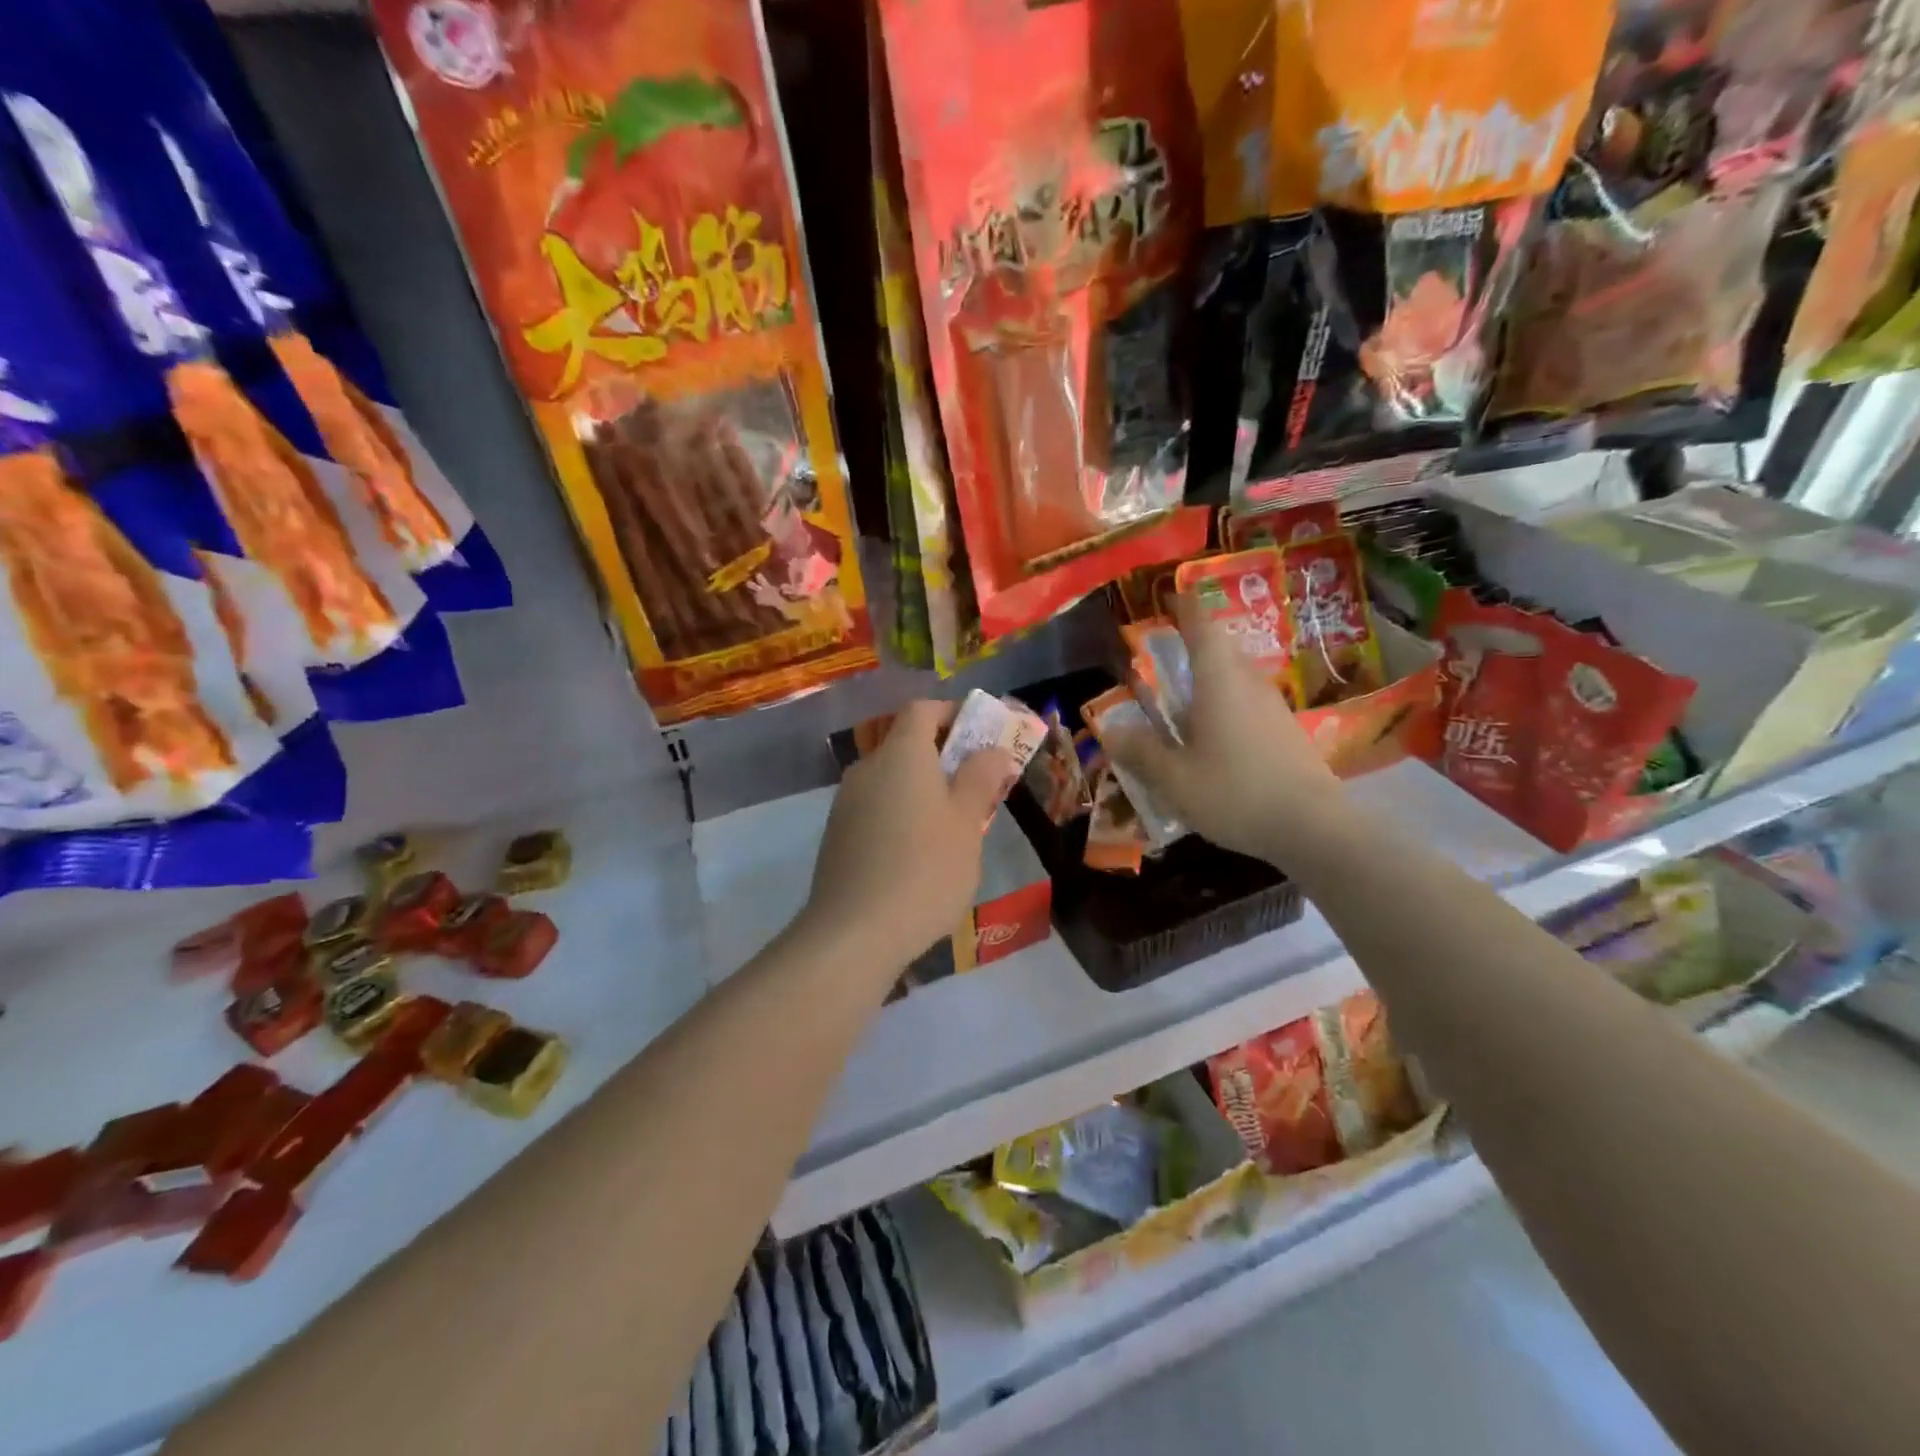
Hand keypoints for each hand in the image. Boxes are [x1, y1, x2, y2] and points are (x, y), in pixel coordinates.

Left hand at [801, 700, 1016, 969]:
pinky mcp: (837, 836)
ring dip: (923, 789)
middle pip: (906, 745)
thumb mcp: (967, 822)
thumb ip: (980, 778)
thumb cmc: (925, 869)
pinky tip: (919, 855)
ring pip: (892, 780)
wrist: (854, 933)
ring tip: (955, 827)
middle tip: (978, 788)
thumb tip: (991, 749)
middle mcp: (867, 768)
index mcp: (901, 754)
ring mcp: (846, 803)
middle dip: (944, 757)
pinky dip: (901, 814)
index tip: (982, 736)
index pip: (922, 709)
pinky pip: (877, 808)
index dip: (953, 714)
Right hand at [1106, 594, 1342, 863]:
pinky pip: (1248, 704)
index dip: (1186, 607)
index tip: (1171, 594)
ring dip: (1210, 680)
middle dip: (1195, 645)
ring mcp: (1272, 708)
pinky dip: (1225, 707)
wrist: (1313, 827)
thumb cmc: (1235, 792)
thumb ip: (1141, 752)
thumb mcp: (1174, 778)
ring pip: (1236, 678)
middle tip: (1166, 655)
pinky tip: (1212, 739)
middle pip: (1222, 650)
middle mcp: (1248, 684)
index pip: (1203, 627)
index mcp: (1219, 681)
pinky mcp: (1285, 732)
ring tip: (1182, 701)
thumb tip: (1111, 732)